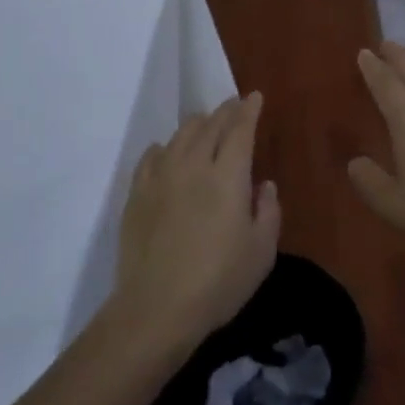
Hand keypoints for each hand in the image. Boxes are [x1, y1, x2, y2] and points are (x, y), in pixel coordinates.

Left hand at [113, 92, 279, 350]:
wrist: (156, 307)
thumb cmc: (218, 282)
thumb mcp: (261, 252)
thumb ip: (268, 211)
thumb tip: (263, 185)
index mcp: (228, 175)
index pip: (240, 129)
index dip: (248, 110)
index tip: (254, 97)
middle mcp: (193, 165)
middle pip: (210, 125)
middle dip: (226, 111)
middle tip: (234, 106)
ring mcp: (160, 177)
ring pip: (180, 135)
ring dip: (198, 124)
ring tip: (206, 124)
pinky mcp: (137, 193)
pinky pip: (152, 155)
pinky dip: (166, 147)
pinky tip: (168, 152)